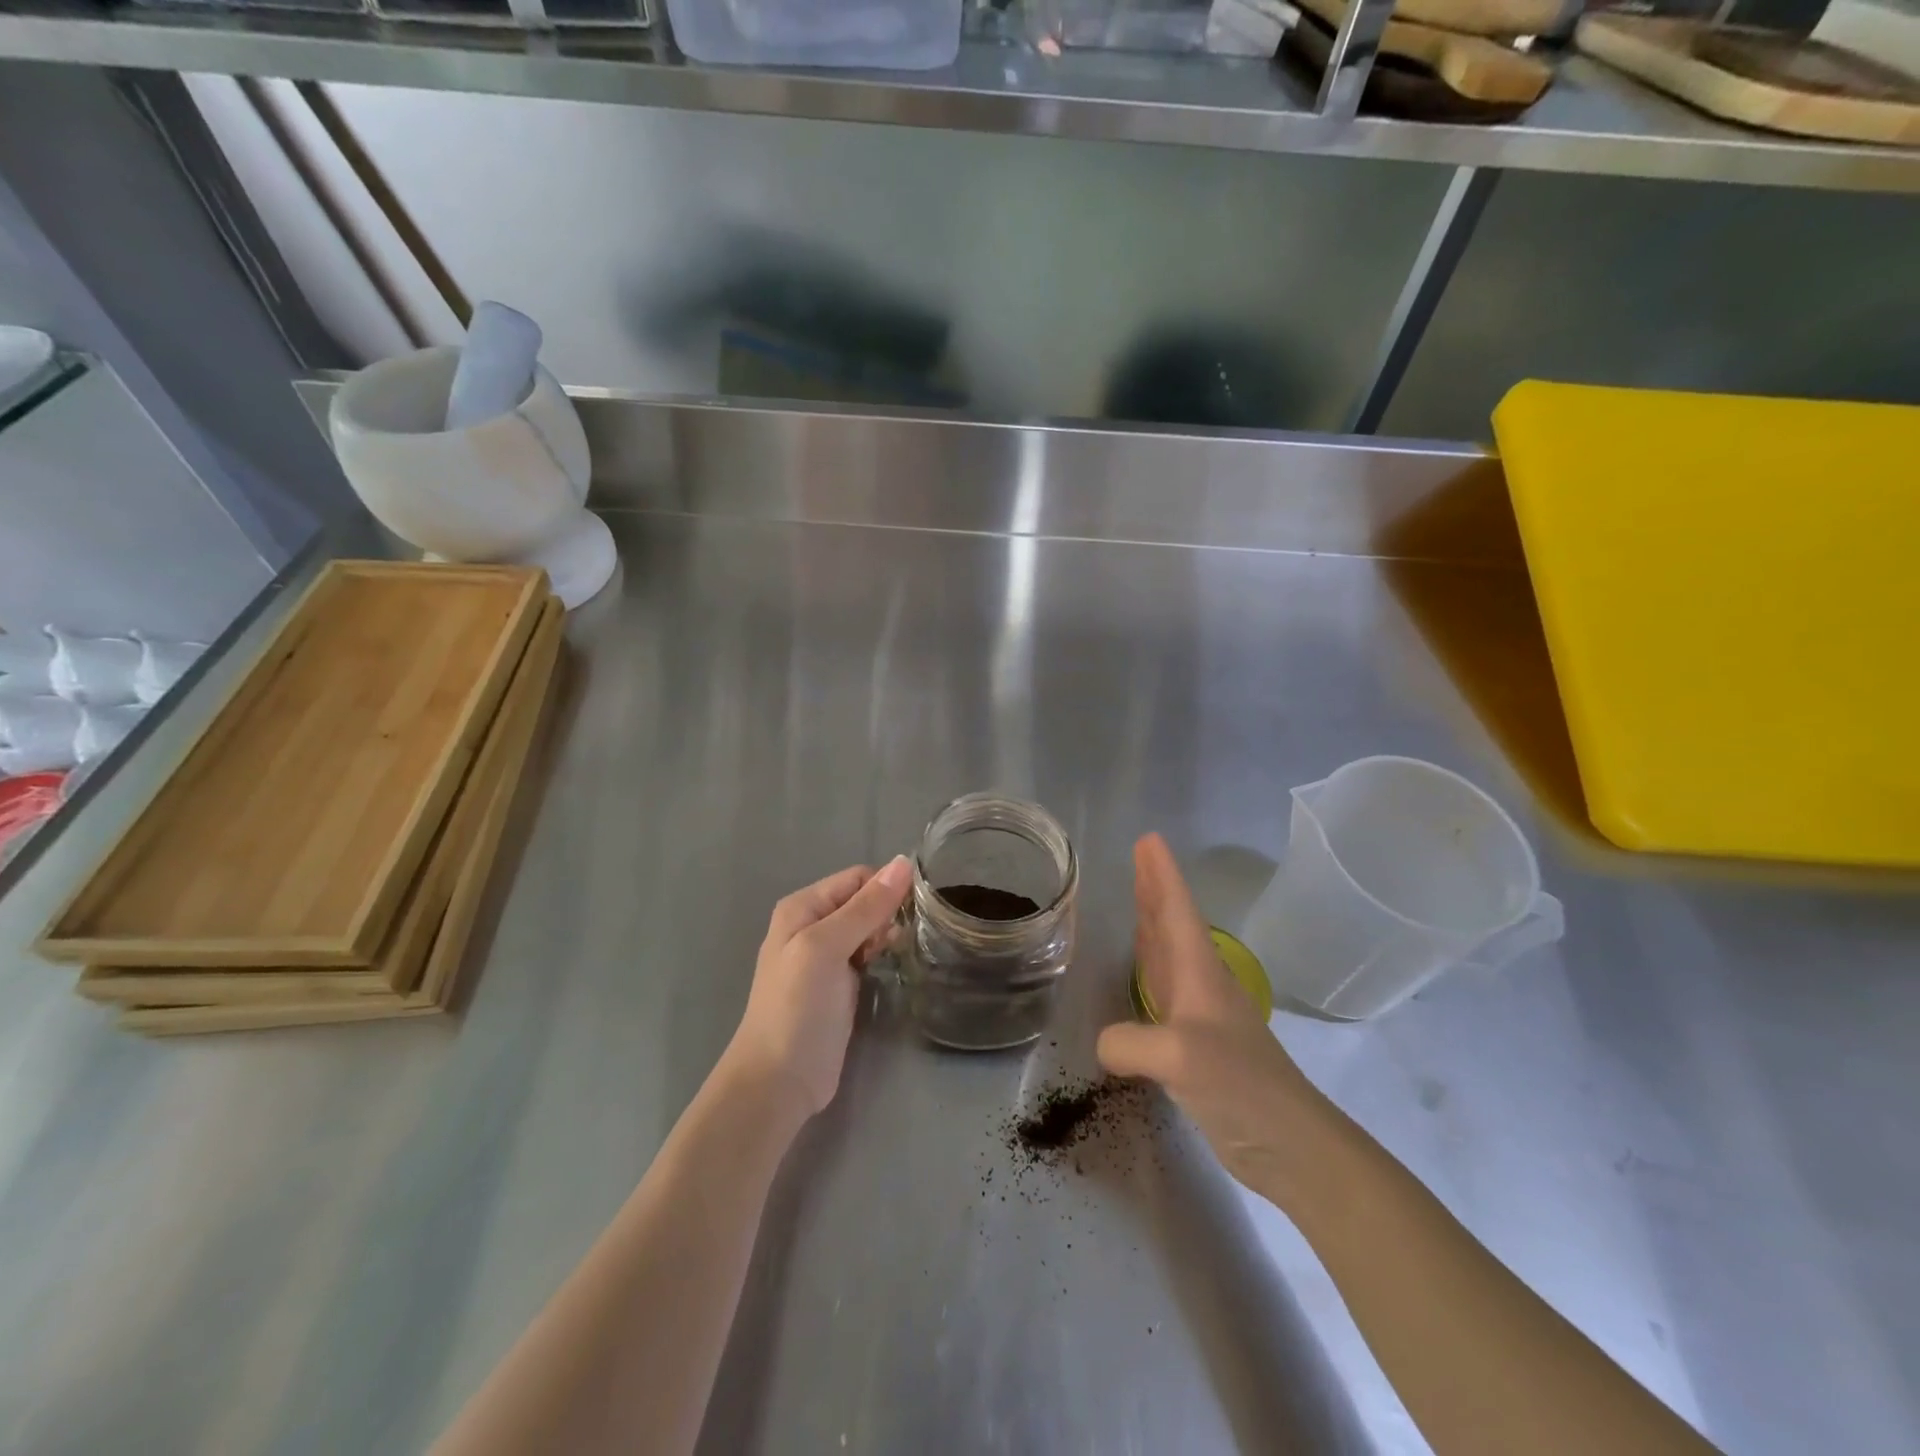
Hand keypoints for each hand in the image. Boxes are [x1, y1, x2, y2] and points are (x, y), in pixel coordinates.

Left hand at [725, 856, 913, 1117]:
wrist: (779, 1081)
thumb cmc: (798, 1007)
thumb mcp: (828, 947)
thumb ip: (865, 907)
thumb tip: (904, 862)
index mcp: (803, 907)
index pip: (856, 878)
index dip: (885, 888)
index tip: (912, 909)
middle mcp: (812, 925)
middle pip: (863, 901)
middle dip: (887, 912)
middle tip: (903, 937)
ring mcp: (825, 957)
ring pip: (868, 927)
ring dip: (887, 933)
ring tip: (902, 951)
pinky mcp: (840, 984)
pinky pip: (867, 954)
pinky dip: (882, 954)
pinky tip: (894, 964)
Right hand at [1096, 834, 1330, 1205]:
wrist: (1289, 1144)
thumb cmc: (1241, 1086)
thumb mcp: (1180, 1057)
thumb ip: (1130, 1041)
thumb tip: (1104, 1043)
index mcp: (1200, 973)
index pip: (1177, 911)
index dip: (1162, 875)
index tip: (1149, 840)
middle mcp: (1201, 984)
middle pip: (1173, 924)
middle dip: (1155, 889)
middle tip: (1138, 856)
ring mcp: (1199, 1015)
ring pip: (1169, 954)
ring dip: (1152, 923)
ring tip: (1136, 898)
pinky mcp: (1193, 1045)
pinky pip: (1162, 991)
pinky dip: (1148, 969)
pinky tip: (1139, 972)